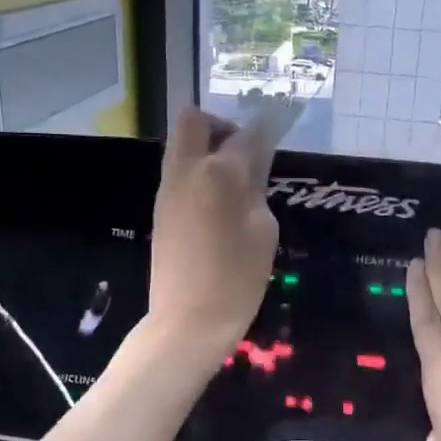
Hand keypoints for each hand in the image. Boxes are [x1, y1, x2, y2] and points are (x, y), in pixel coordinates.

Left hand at [146, 106, 280, 361]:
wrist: (188, 321)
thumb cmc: (237, 279)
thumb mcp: (263, 230)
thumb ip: (257, 187)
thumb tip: (254, 163)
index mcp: (221, 173)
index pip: (249, 133)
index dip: (268, 126)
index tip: (280, 123)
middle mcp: (188, 170)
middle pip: (194, 120)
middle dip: (221, 125)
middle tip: (244, 153)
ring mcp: (168, 189)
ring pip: (182, 144)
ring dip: (207, 148)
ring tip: (235, 183)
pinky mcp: (160, 208)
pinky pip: (178, 171)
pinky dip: (198, 172)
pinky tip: (218, 204)